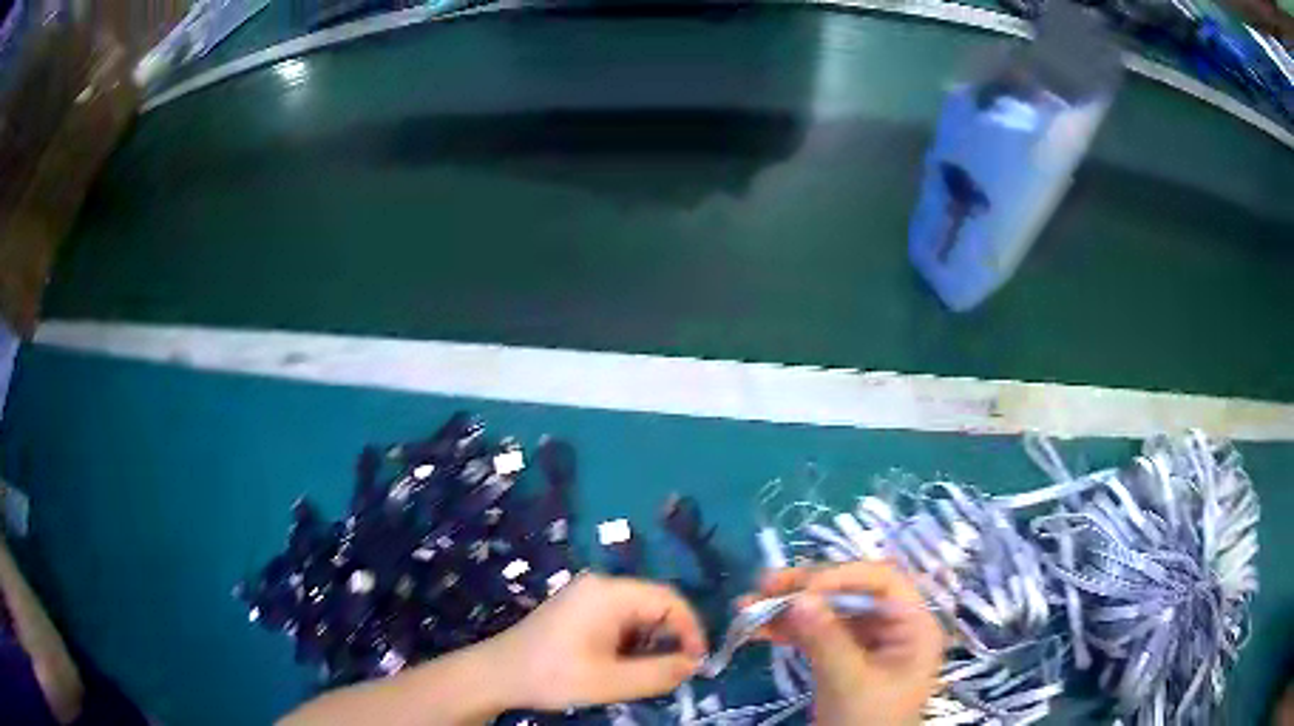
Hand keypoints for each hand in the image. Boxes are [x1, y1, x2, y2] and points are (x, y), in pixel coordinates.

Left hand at [486, 573, 706, 710]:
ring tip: (645, 673)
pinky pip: (620, 620)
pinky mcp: (579, 610)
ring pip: (639, 615)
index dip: (691, 630)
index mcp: (609, 594)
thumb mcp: (610, 681)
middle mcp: (601, 587)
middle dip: (671, 639)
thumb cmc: (552, 675)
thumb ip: (658, 674)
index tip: (697, 662)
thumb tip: (693, 666)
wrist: (498, 674)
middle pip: (655, 605)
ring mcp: (587, 596)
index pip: (669, 600)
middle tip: (674, 672)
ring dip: (650, 643)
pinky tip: (622, 666)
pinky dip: (631, 643)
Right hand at [746, 562, 944, 725]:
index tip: (803, 588)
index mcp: (913, 624)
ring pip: (827, 609)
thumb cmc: (868, 723)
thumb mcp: (849, 683)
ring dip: (788, 606)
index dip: (844, 575)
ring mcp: (866, 640)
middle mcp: (892, 624)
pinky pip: (815, 632)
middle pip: (850, 591)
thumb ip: (827, 640)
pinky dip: (786, 629)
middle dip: (806, 587)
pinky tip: (757, 629)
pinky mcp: (842, 655)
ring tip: (747, 605)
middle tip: (764, 584)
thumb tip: (799, 598)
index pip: (883, 581)